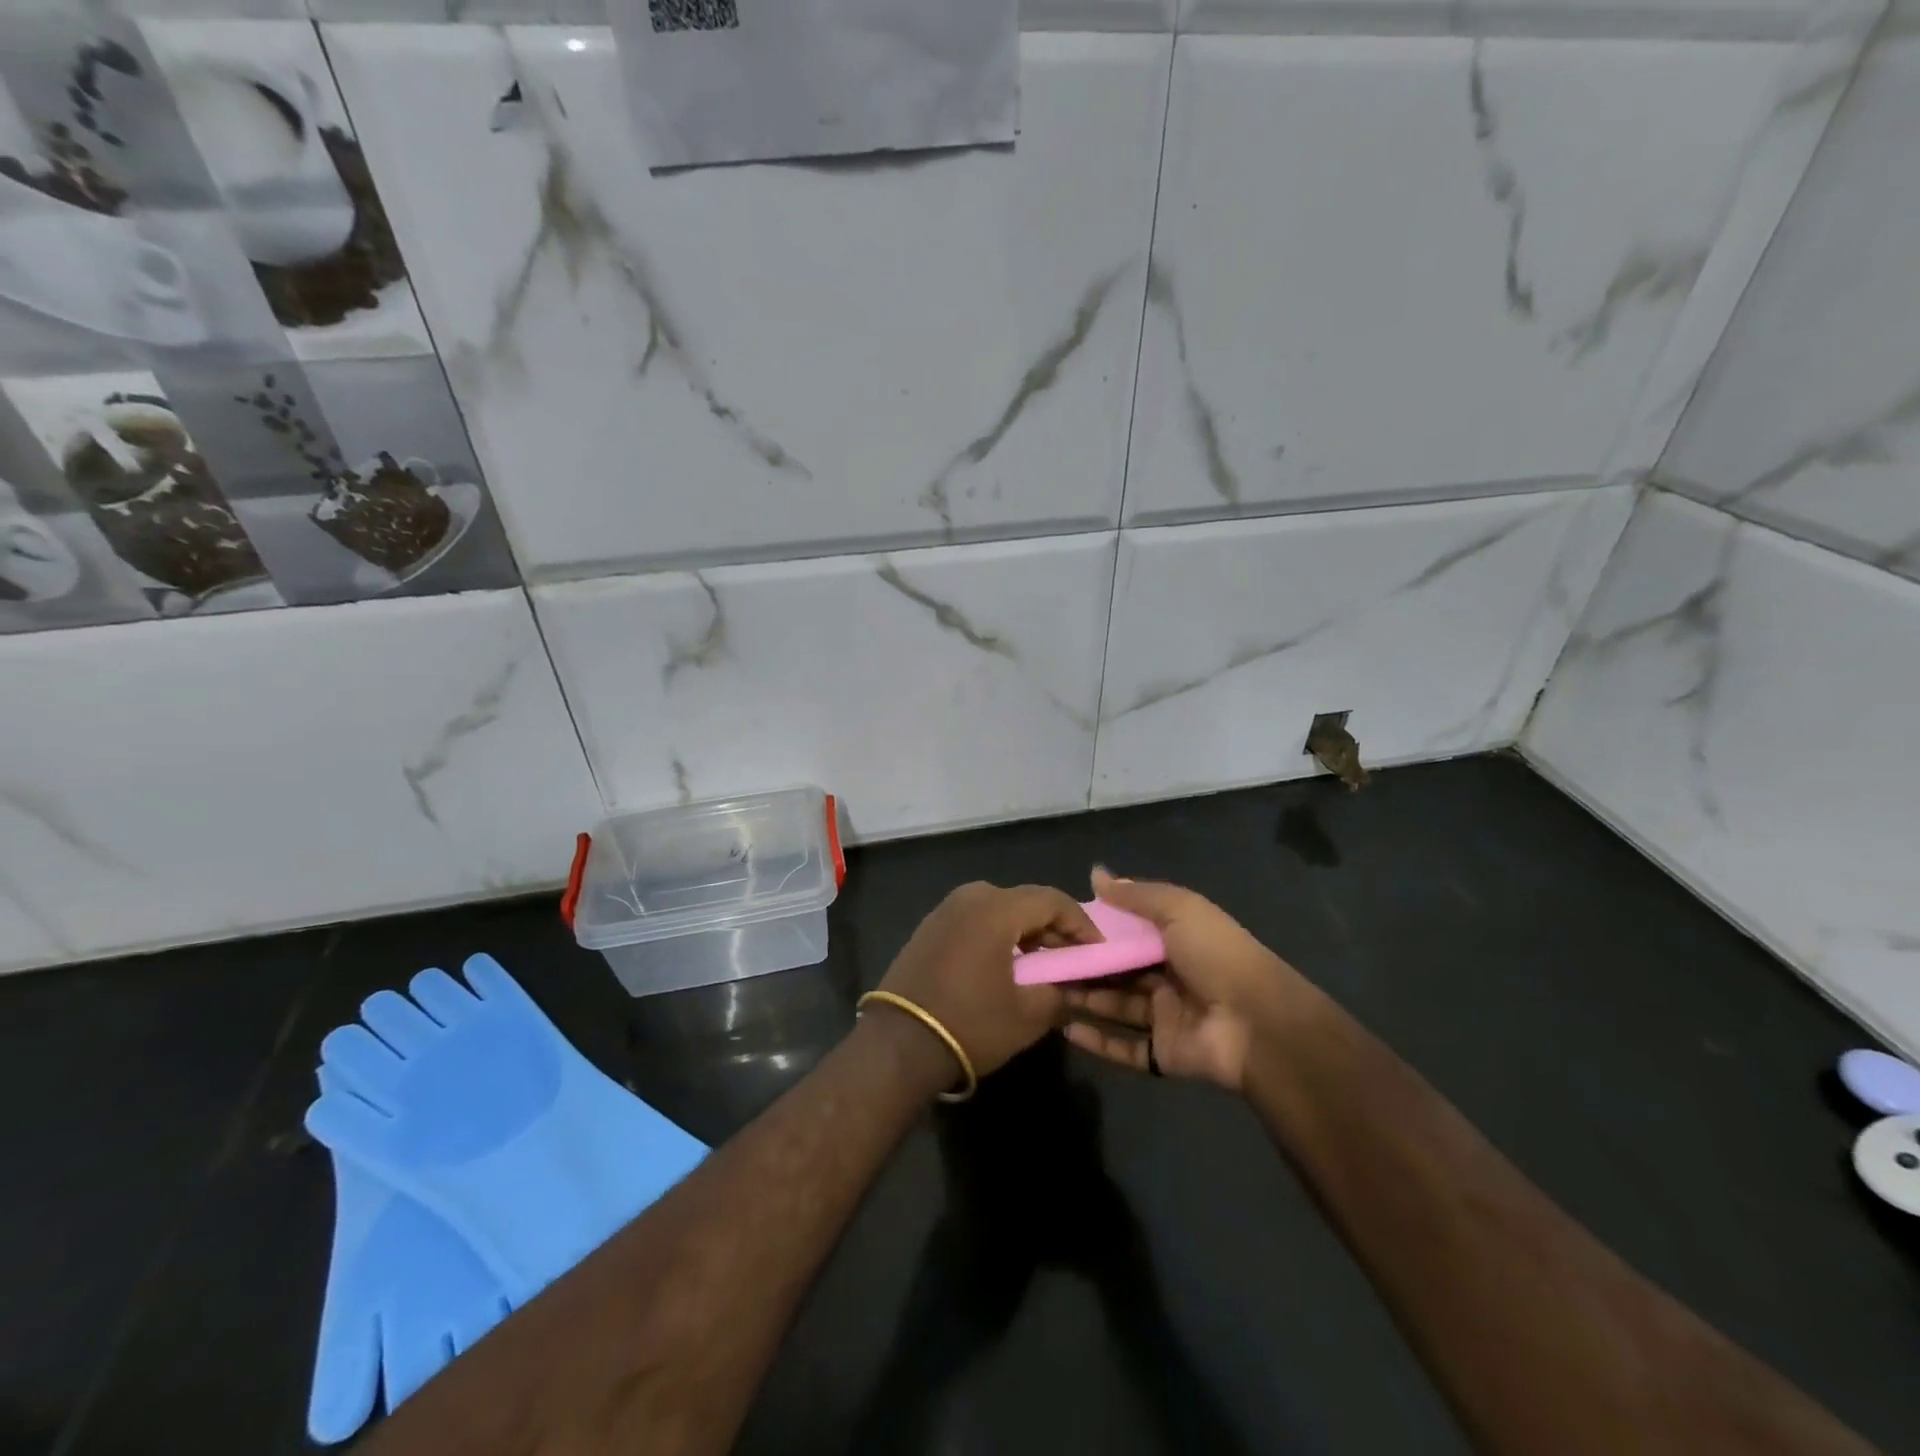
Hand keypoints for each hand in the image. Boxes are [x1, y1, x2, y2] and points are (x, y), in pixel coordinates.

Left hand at [876, 882, 1099, 1083]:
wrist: (898, 1044)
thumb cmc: (970, 1024)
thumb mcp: (1029, 1014)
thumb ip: (1060, 991)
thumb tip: (1073, 984)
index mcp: (996, 908)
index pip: (1052, 900)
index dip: (1081, 923)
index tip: (1097, 950)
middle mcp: (969, 897)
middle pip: (1025, 901)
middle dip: (1053, 927)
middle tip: (1071, 958)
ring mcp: (944, 910)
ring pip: (999, 909)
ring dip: (1025, 931)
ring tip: (1041, 964)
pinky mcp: (929, 927)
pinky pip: (975, 920)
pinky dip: (997, 935)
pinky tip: (1005, 965)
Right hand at [1063, 868, 1302, 1091]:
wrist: (1257, 1023)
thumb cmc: (1216, 955)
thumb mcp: (1178, 909)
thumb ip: (1136, 895)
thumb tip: (1095, 873)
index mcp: (1177, 940)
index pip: (1129, 931)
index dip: (1098, 928)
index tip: (1061, 925)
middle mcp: (1170, 976)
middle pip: (1119, 970)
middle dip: (1085, 965)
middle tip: (1043, 961)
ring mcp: (1167, 1017)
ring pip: (1117, 1006)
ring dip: (1085, 998)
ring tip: (1046, 990)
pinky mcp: (1164, 1053)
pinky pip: (1125, 1047)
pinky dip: (1097, 1040)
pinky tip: (1066, 1028)